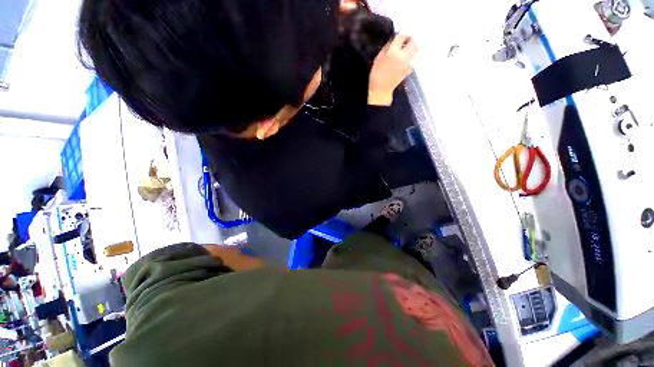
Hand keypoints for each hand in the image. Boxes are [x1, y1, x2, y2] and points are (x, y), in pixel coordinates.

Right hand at [368, 34, 417, 105]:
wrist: (381, 90)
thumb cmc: (376, 75)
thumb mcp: (378, 58)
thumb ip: (387, 47)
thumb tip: (393, 40)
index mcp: (393, 52)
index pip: (402, 36)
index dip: (401, 33)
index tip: (399, 35)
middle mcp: (403, 56)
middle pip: (413, 41)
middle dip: (410, 38)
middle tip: (406, 39)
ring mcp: (407, 63)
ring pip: (416, 50)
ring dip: (413, 46)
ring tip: (408, 48)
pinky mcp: (409, 69)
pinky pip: (413, 59)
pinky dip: (412, 56)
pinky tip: (406, 58)